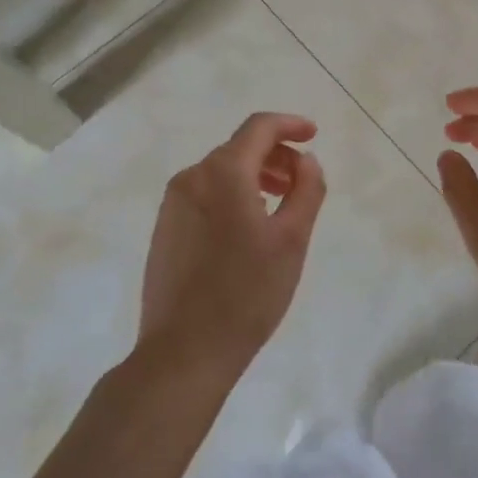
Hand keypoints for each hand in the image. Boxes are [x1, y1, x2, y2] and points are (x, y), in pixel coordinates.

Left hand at [139, 112, 326, 382]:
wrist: (183, 353)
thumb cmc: (246, 293)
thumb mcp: (292, 239)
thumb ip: (306, 189)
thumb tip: (305, 160)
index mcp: (223, 173)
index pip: (259, 128)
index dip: (289, 124)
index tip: (313, 135)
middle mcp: (192, 178)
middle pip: (239, 148)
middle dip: (275, 155)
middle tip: (301, 181)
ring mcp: (173, 204)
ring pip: (221, 172)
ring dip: (254, 176)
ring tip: (279, 204)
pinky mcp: (164, 229)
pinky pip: (204, 194)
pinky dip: (232, 195)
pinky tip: (247, 227)